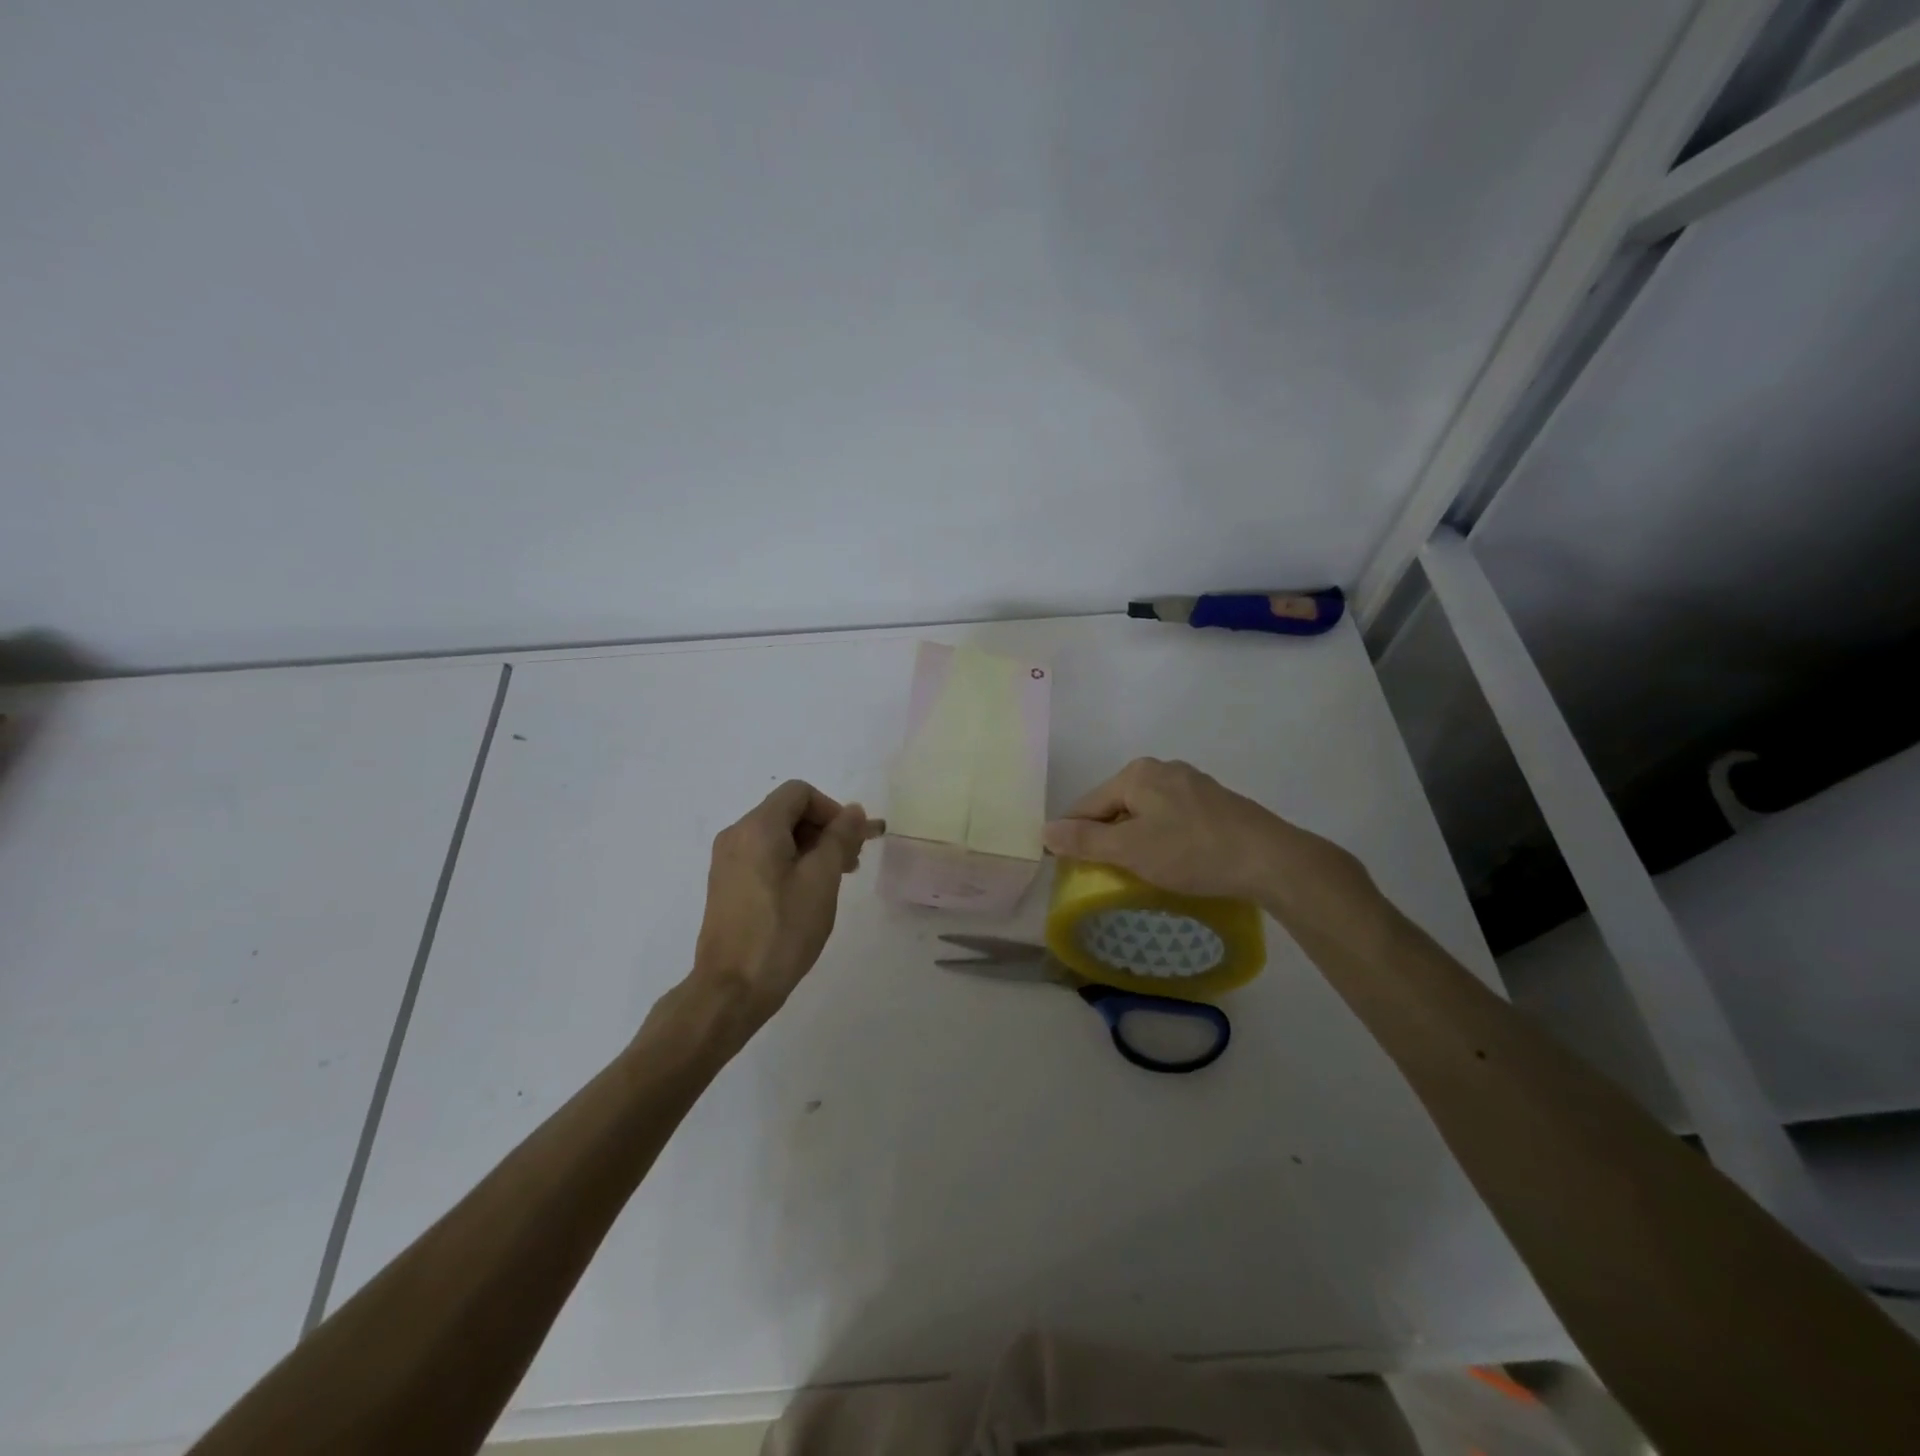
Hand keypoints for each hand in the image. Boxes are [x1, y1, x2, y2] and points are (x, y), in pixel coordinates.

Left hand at [690, 780, 881, 1025]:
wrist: (732, 989)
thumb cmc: (782, 930)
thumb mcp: (821, 880)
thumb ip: (840, 838)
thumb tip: (853, 811)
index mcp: (757, 828)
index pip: (800, 793)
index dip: (833, 810)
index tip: (853, 842)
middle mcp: (736, 836)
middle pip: (788, 813)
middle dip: (825, 830)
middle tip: (852, 864)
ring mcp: (727, 862)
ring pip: (777, 837)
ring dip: (811, 849)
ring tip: (835, 881)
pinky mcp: (727, 886)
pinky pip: (764, 858)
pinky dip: (791, 864)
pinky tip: (808, 895)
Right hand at [1042, 758, 1365, 913]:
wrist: (1269, 859)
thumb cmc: (1192, 852)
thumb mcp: (1131, 850)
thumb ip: (1085, 840)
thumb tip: (1045, 830)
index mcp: (1136, 774)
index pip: (1087, 804)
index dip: (1072, 835)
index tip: (1064, 866)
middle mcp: (1162, 769)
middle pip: (1116, 805)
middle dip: (1104, 836)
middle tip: (1100, 873)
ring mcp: (1191, 783)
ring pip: (1144, 812)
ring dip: (1133, 838)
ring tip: (1133, 871)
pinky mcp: (1214, 802)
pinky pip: (1170, 817)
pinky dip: (1160, 837)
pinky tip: (1169, 860)